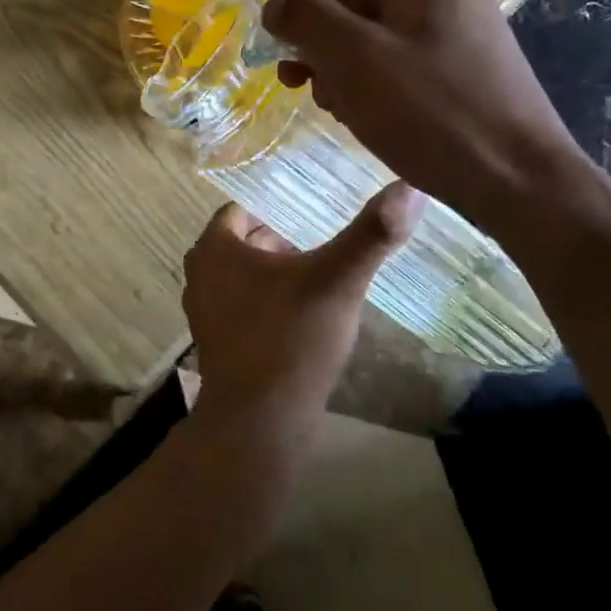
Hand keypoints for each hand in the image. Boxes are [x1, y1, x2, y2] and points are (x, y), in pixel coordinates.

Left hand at [181, 183, 421, 428]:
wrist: (259, 423)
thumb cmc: (292, 338)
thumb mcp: (338, 280)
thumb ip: (372, 234)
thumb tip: (411, 187)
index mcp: (214, 248)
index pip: (242, 211)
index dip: (278, 211)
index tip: (312, 220)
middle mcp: (199, 275)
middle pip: (243, 244)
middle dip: (279, 244)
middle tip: (320, 251)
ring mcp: (203, 313)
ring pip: (243, 277)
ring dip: (274, 276)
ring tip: (317, 283)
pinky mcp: (215, 345)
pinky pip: (242, 308)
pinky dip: (266, 305)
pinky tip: (301, 320)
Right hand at [262, 0, 594, 242]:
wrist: (520, 181)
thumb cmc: (429, 114)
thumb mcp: (353, 57)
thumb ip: (306, 18)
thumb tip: (276, 5)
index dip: (308, 33)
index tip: (299, 81)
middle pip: (359, 18)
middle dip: (332, 61)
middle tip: (328, 105)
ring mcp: (471, 34)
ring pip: (383, 49)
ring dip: (356, 82)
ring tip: (359, 121)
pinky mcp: (480, 73)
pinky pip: (414, 72)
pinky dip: (390, 96)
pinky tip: (391, 127)